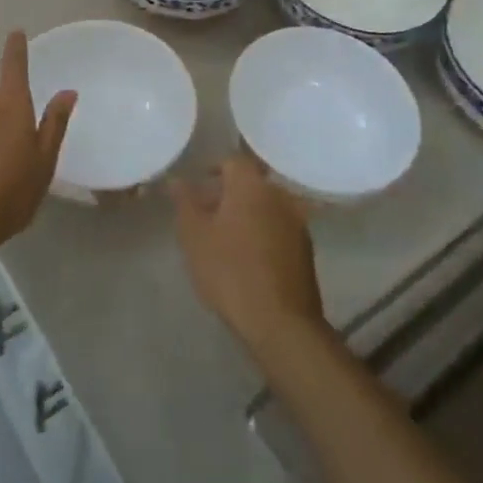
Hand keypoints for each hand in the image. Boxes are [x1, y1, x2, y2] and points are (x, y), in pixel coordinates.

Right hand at [174, 152, 326, 364]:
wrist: (280, 322)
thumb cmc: (230, 271)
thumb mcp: (194, 236)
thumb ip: (184, 202)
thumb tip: (176, 180)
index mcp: (252, 185)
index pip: (232, 161)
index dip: (213, 169)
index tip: (197, 187)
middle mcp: (280, 195)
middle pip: (251, 183)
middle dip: (229, 194)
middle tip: (206, 214)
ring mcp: (298, 222)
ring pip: (267, 206)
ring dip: (247, 214)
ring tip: (225, 238)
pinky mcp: (306, 250)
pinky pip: (279, 228)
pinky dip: (263, 233)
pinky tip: (248, 257)